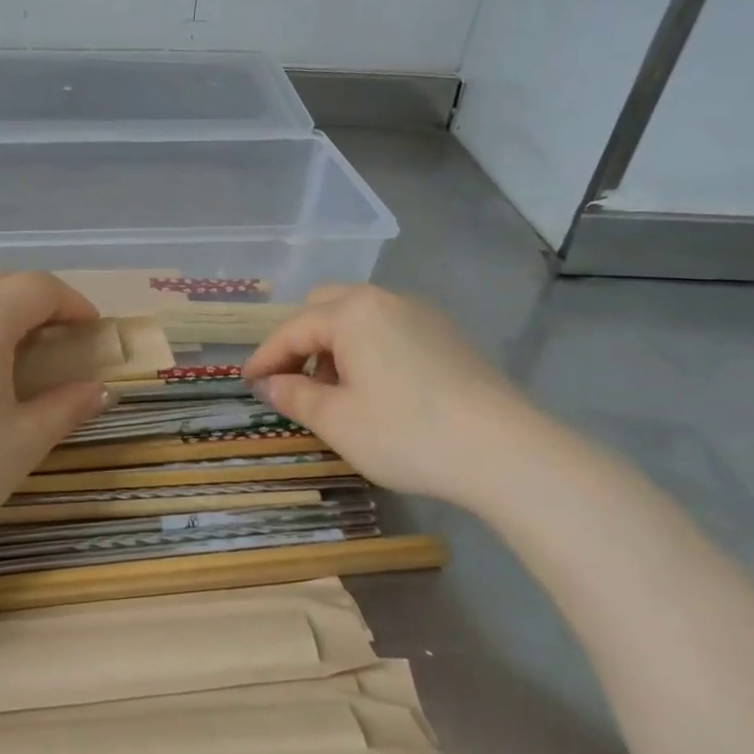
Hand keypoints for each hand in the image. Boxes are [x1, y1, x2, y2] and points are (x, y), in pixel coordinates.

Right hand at [243, 285, 541, 511]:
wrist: (506, 452)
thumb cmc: (407, 433)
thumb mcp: (337, 421)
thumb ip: (294, 396)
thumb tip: (269, 384)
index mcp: (353, 312)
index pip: (293, 329)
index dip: (265, 357)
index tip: (246, 383)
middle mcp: (386, 301)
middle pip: (325, 308)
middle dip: (300, 342)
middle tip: (291, 382)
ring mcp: (422, 315)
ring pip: (359, 318)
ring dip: (333, 346)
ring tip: (332, 392)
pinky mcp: (447, 337)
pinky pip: (389, 330)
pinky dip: (366, 350)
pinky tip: (374, 390)